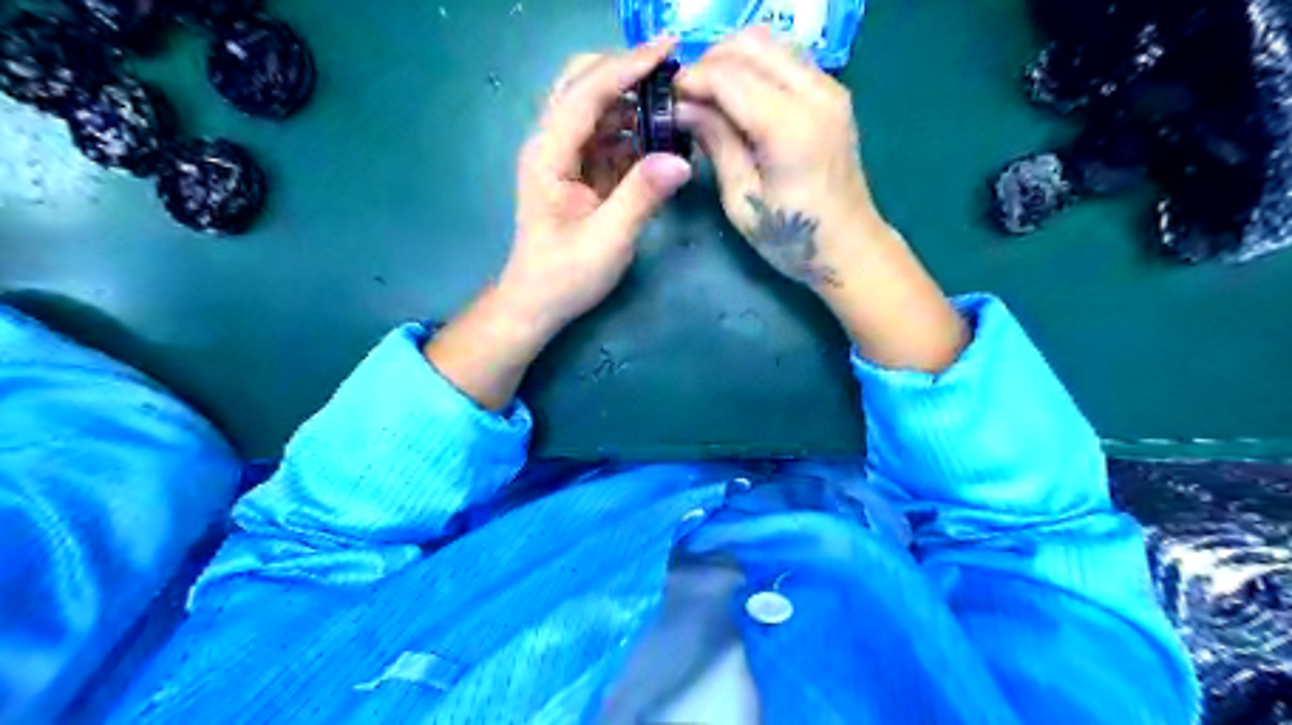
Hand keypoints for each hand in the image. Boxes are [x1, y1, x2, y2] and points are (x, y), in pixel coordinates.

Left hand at [427, 43, 690, 410]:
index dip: (628, 66)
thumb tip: (681, 160)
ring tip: (674, 104)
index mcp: (549, 154)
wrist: (536, 302)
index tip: (669, 48)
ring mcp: (563, 156)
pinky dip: (632, 130)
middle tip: (671, 73)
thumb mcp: (607, 241)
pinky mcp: (576, 171)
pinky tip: (659, 138)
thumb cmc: (565, 276)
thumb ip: (641, 197)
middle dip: (625, 71)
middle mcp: (551, 144)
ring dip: (632, 100)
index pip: (588, 92)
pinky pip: (605, 136)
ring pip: (595, 107)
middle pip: (582, 83)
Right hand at [672, 24, 884, 291]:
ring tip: (711, 97)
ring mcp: (829, 87)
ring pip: (770, 42)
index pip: (728, 76)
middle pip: (750, 44)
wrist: (847, 246)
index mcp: (789, 126)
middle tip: (688, 98)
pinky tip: (739, 99)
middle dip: (709, 63)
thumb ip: (716, 142)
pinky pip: (786, 58)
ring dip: (732, 61)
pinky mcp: (832, 93)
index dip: (691, 81)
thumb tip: (683, 107)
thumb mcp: (741, 197)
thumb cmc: (789, 236)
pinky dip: (755, 66)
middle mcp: (814, 92)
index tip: (668, 100)